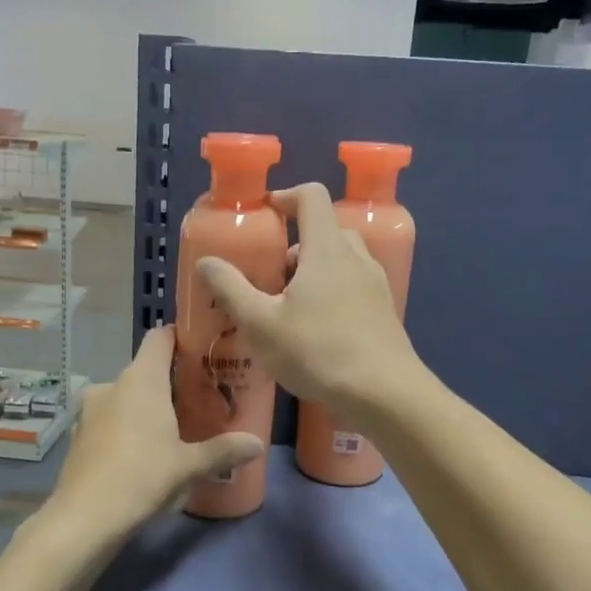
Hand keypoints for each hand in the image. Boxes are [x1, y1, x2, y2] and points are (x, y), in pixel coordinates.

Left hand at [43, 325, 263, 538]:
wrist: (84, 518)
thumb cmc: (142, 478)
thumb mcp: (189, 466)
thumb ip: (224, 450)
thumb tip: (258, 444)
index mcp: (141, 380)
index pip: (160, 337)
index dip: (180, 337)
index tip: (202, 348)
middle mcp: (112, 385)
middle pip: (146, 370)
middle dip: (171, 382)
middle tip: (199, 399)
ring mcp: (90, 410)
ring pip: (126, 397)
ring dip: (147, 408)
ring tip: (173, 431)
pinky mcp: (78, 435)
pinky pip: (109, 420)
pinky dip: (126, 428)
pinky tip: (141, 454)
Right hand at [196, 183, 425, 420]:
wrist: (384, 394)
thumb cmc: (318, 352)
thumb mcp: (261, 324)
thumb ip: (231, 289)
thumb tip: (207, 261)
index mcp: (327, 249)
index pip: (311, 197)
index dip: (285, 196)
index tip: (264, 214)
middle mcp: (356, 258)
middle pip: (326, 230)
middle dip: (296, 244)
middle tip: (270, 275)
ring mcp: (376, 286)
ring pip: (342, 261)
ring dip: (314, 271)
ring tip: (289, 307)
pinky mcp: (384, 313)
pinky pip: (355, 288)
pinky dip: (332, 294)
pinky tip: (316, 332)